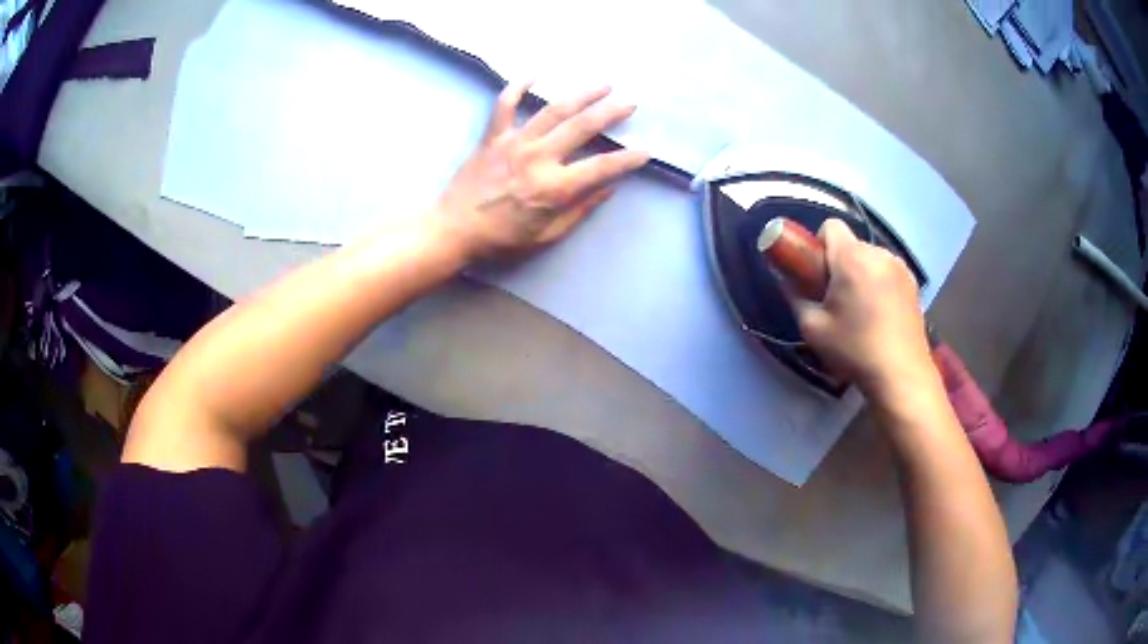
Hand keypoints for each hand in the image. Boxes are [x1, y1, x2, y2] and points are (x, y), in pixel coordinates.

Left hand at [435, 82, 649, 260]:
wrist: (453, 229)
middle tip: (630, 103)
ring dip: (581, 94)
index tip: (645, 151)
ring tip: (603, 84)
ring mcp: (514, 143)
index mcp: (553, 188)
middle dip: (610, 113)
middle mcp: (538, 158)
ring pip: (553, 110)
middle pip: (581, 127)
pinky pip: (504, 105)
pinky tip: (535, 73)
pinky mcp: (493, 137)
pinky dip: (518, 86)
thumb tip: (608, 188)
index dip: (627, 159)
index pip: (601, 167)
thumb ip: (579, 210)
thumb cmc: (501, 239)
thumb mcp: (546, 235)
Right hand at [792, 219, 935, 398]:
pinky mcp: (913, 283)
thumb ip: (796, 297)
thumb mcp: (813, 328)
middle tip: (837, 299)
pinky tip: (881, 314)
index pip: (830, 226)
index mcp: (852, 258)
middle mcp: (878, 253)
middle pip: (851, 244)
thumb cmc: (854, 350)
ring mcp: (900, 267)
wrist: (901, 375)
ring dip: (861, 273)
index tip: (818, 274)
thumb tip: (787, 280)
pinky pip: (887, 271)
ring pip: (870, 258)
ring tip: (862, 309)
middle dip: (840, 263)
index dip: (819, 245)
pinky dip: (879, 283)